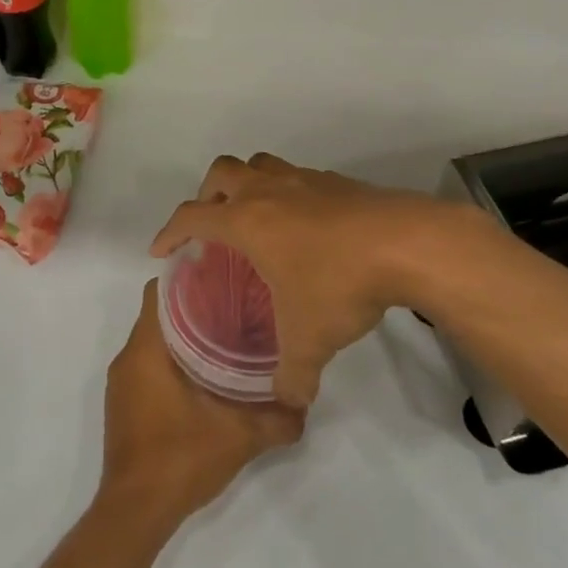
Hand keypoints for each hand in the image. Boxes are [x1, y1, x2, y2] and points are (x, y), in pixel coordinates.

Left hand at [100, 282, 303, 525]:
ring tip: (226, 334)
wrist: (135, 513)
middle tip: (236, 304)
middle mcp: (128, 358)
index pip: (159, 291)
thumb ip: (277, 418)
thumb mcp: (239, 437)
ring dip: (184, 334)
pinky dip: (173, 358)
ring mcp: (122, 383)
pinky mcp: (125, 403)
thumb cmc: (180, 459)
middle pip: (159, 312)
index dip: (189, 277)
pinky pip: (148, 363)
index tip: (222, 276)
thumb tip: (305, 401)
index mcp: (146, 350)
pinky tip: (206, 373)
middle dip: (194, 305)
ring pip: (154, 339)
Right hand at [149, 153, 475, 408]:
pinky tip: (306, 227)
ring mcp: (305, 180)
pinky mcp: (337, 182)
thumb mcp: (310, 340)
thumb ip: (292, 376)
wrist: (407, 243)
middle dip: (208, 195)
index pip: (192, 216)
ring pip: (261, 164)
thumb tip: (289, 402)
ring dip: (248, 185)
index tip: (160, 251)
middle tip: (212, 227)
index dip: (169, 232)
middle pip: (222, 172)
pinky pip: (297, 178)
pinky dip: (288, 194)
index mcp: (248, 220)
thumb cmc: (340, 284)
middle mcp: (270, 191)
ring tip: (256, 219)